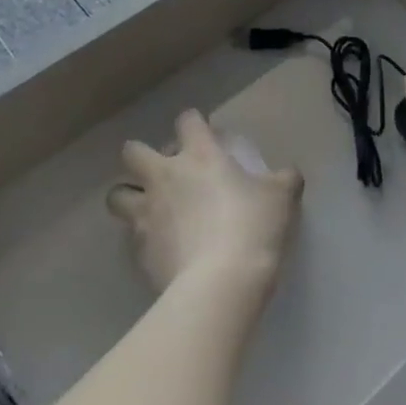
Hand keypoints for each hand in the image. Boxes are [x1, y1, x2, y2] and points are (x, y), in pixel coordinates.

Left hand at [107, 110, 302, 293]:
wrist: (221, 283)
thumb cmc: (253, 227)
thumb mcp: (282, 197)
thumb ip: (284, 180)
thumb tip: (289, 174)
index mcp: (200, 156)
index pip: (188, 121)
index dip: (193, 122)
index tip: (202, 131)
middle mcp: (164, 177)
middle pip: (132, 152)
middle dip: (141, 156)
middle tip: (162, 170)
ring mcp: (146, 214)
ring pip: (117, 194)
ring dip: (129, 195)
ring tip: (148, 208)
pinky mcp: (138, 251)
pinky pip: (131, 236)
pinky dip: (142, 236)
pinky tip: (162, 246)